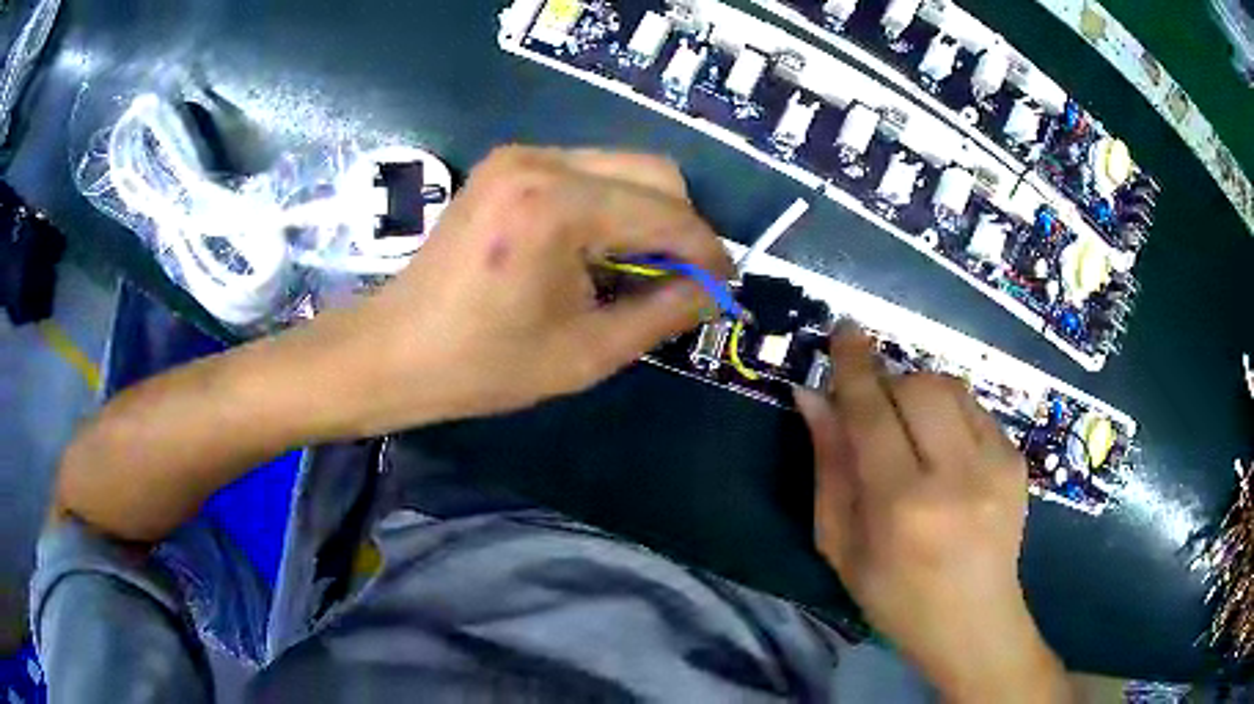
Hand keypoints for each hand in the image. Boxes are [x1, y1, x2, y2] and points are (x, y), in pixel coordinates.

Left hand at [324, 146, 732, 434]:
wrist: (395, 350)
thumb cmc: (483, 366)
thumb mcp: (586, 353)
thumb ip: (662, 313)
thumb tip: (712, 288)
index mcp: (556, 206)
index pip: (667, 213)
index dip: (706, 251)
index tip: (723, 287)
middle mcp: (541, 160)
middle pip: (655, 171)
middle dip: (682, 227)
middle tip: (683, 280)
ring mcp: (520, 154)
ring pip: (624, 167)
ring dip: (648, 215)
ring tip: (641, 270)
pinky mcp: (508, 163)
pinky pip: (589, 171)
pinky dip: (613, 207)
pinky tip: (600, 250)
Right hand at [796, 325, 1072, 702]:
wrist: (975, 622)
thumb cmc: (896, 597)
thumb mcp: (842, 546)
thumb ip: (828, 467)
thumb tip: (812, 397)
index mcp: (902, 506)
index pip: (873, 412)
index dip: (854, 365)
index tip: (844, 329)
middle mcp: (956, 475)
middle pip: (919, 385)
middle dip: (889, 382)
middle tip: (875, 409)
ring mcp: (996, 464)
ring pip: (951, 387)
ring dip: (920, 393)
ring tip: (912, 432)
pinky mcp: (1017, 460)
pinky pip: (975, 408)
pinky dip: (949, 414)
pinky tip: (946, 453)